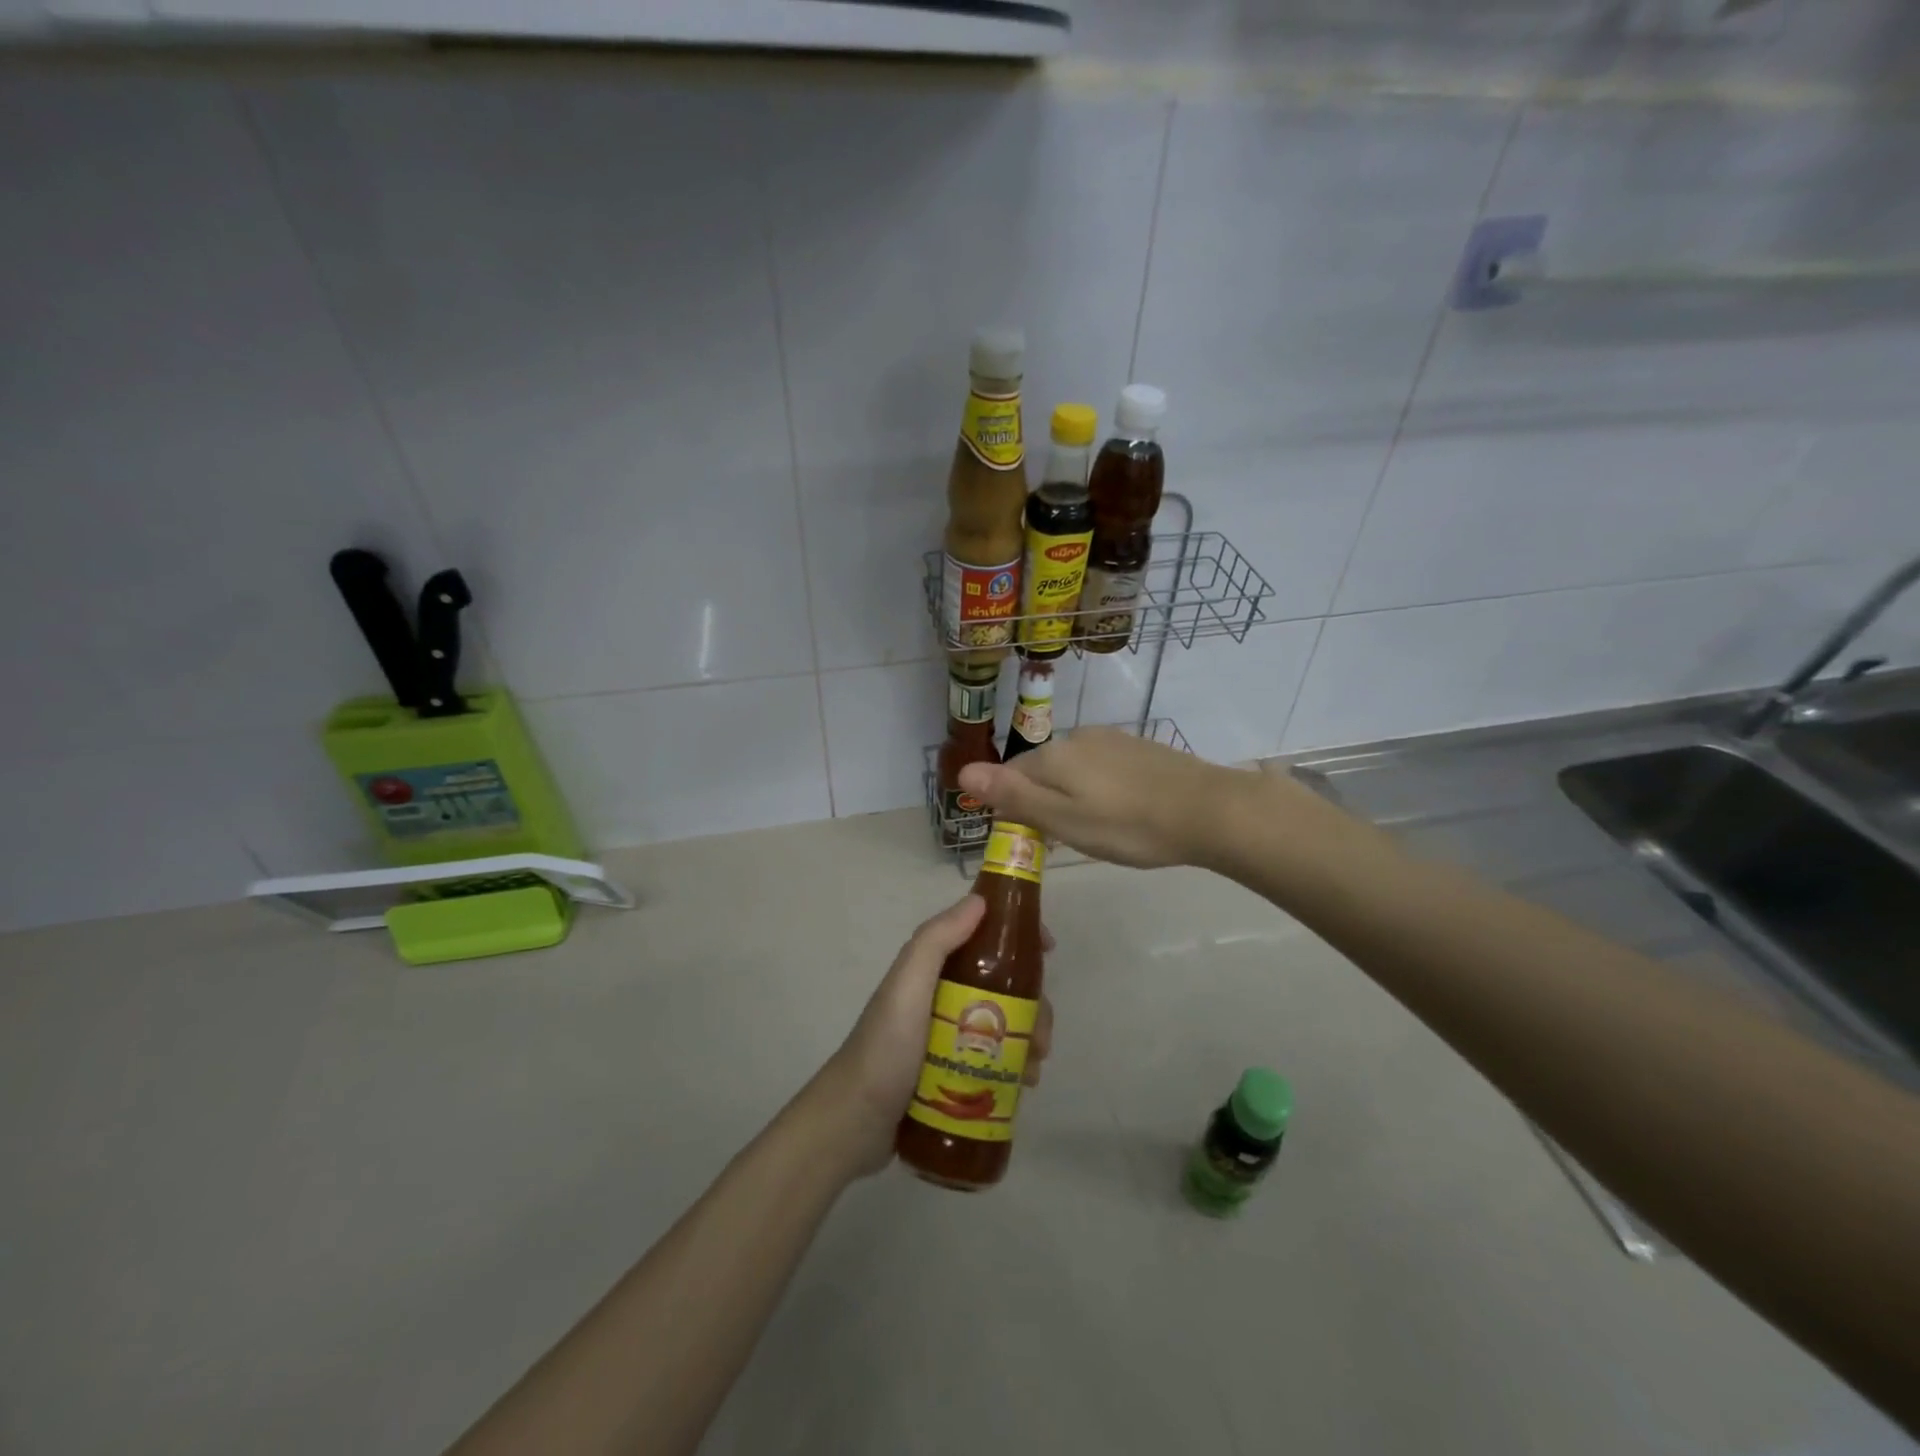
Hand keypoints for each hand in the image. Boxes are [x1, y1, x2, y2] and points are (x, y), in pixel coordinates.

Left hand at [807, 895, 1052, 1178]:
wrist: (853, 1124)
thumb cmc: (885, 1049)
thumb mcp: (908, 985)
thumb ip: (937, 940)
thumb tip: (979, 900)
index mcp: (933, 971)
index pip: (982, 939)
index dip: (1017, 937)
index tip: (1048, 949)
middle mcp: (942, 999)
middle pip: (1003, 987)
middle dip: (1032, 1004)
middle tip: (1042, 1033)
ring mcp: (948, 1039)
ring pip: (1004, 1026)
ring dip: (1029, 1038)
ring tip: (1035, 1066)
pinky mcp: (953, 1074)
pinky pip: (995, 1061)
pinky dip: (1016, 1066)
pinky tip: (1025, 1085)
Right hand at [958, 727, 1246, 869]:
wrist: (1209, 811)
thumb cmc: (1129, 825)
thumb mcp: (1063, 820)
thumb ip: (1013, 796)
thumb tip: (962, 772)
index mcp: (1054, 755)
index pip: (1012, 775)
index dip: (1015, 807)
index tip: (1035, 839)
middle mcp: (1079, 738)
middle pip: (1043, 770)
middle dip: (1045, 801)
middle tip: (1068, 840)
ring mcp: (1113, 740)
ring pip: (1075, 770)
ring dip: (1074, 796)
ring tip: (1098, 830)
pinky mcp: (1140, 748)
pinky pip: (1103, 769)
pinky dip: (1102, 790)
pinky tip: (1123, 813)